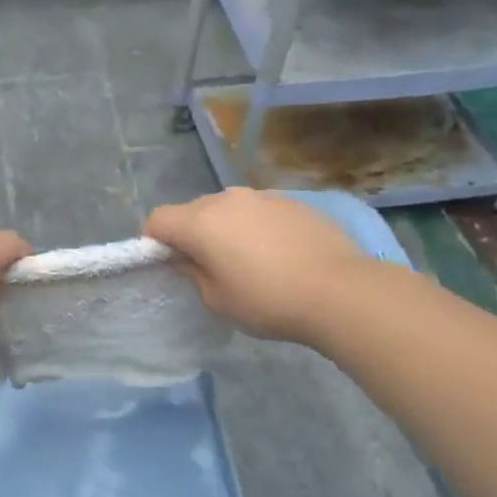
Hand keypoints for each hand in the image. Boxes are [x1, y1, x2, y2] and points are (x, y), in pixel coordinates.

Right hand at [145, 189, 364, 344]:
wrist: (341, 291)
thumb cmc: (269, 301)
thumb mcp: (218, 301)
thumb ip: (194, 274)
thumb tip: (190, 259)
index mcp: (200, 222)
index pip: (158, 219)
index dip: (155, 241)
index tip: (170, 264)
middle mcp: (227, 199)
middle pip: (193, 210)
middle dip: (192, 234)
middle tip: (210, 266)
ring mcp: (263, 196)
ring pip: (229, 208)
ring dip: (227, 228)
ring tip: (250, 260)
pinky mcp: (294, 201)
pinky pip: (261, 211)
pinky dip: (258, 227)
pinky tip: (281, 254)